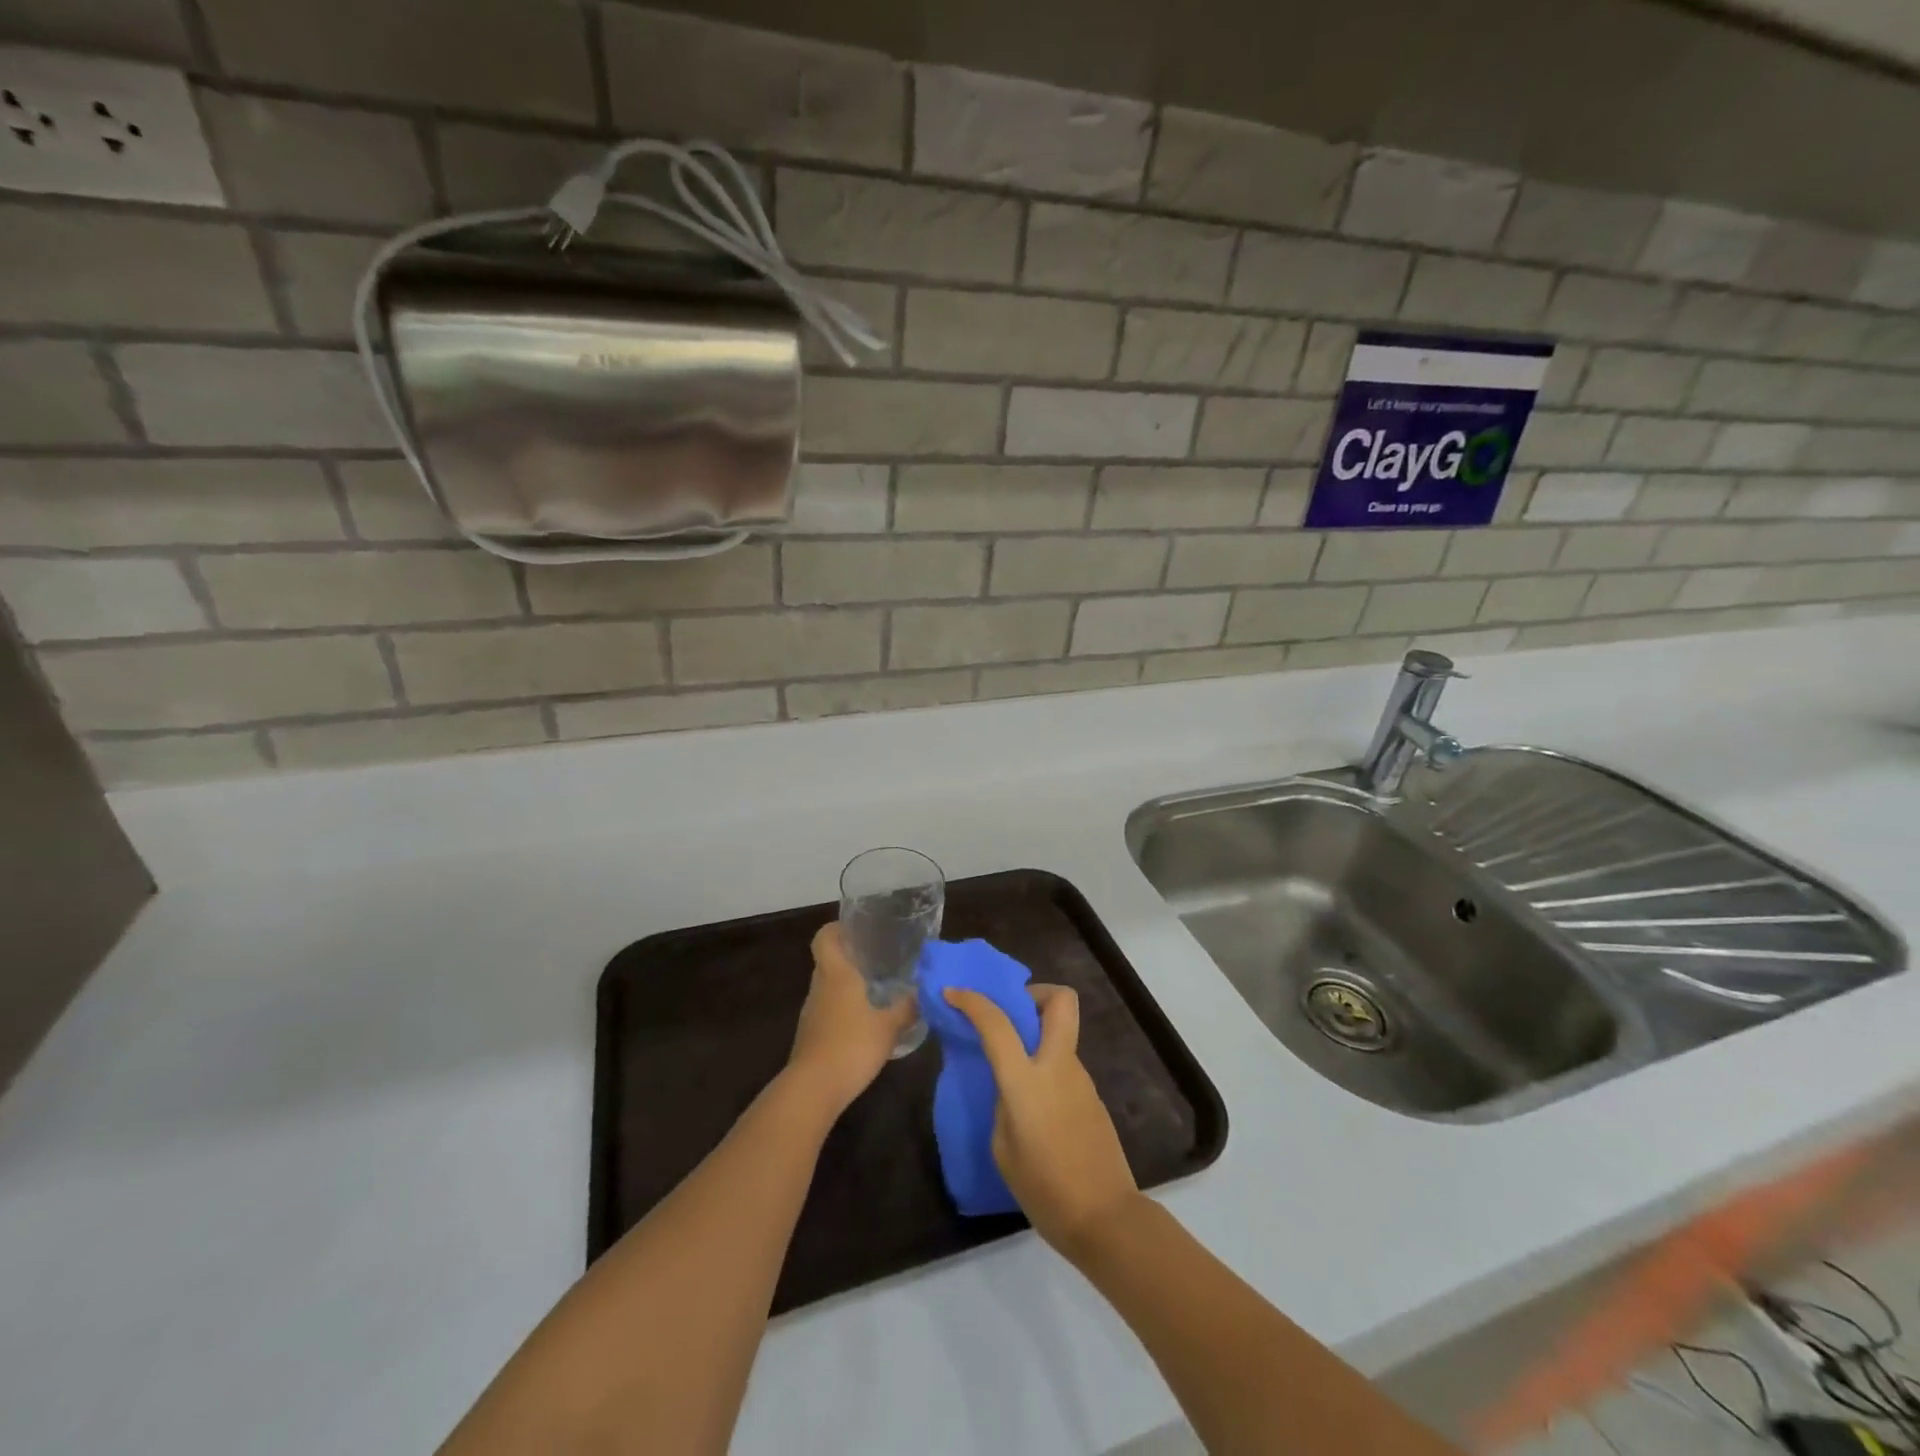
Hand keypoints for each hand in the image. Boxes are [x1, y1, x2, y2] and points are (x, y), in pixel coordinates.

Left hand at [786, 923, 916, 1117]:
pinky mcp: (811, 1034)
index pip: (824, 937)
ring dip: (849, 986)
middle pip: (829, 960)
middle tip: (880, 959)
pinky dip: (845, 1009)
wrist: (814, 1088)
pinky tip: (866, 1022)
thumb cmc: (852, 1045)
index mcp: (836, 974)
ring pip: (829, 987)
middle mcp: (820, 986)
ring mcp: (813, 1011)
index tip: (858, 929)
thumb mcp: (890, 1026)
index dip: (837, 928)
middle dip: (851, 957)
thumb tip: (924, 991)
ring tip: (879, 990)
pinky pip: (829, 1010)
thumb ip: (908, 1007)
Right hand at [944, 984, 1139, 1255]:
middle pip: (1060, 1001)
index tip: (953, 992)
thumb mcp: (1003, 1149)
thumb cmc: (1045, 1189)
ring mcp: (1081, 1078)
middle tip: (1011, 1014)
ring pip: (1061, 1032)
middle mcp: (1058, 1067)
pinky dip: (1046, 1063)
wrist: (1105, 1218)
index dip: (972, 1001)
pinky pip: (1064, 1062)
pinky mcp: (1092, 1096)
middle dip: (1035, 993)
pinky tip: (1034, 1100)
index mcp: (1028, 1081)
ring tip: (1013, 1065)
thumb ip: (1003, 1104)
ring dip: (1038, 1032)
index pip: (997, 1024)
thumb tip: (1009, 1085)